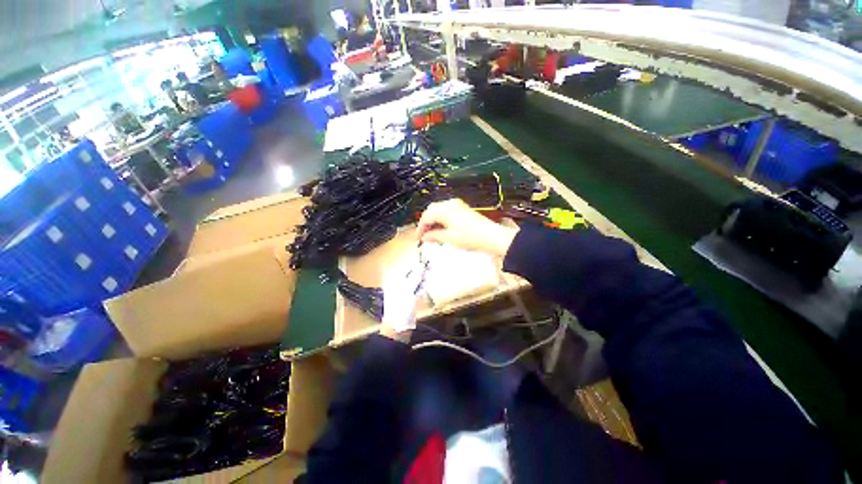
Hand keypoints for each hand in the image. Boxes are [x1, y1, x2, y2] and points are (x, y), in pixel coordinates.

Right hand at [416, 199, 518, 256]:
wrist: (491, 236)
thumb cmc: (470, 237)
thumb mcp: (449, 238)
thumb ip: (434, 236)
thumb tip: (424, 237)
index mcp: (444, 209)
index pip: (426, 216)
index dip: (420, 227)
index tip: (418, 237)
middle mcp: (450, 204)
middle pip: (431, 210)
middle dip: (426, 222)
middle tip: (424, 235)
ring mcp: (457, 205)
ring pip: (439, 210)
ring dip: (433, 220)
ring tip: (432, 233)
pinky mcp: (463, 209)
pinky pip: (447, 211)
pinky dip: (441, 219)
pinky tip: (442, 228)